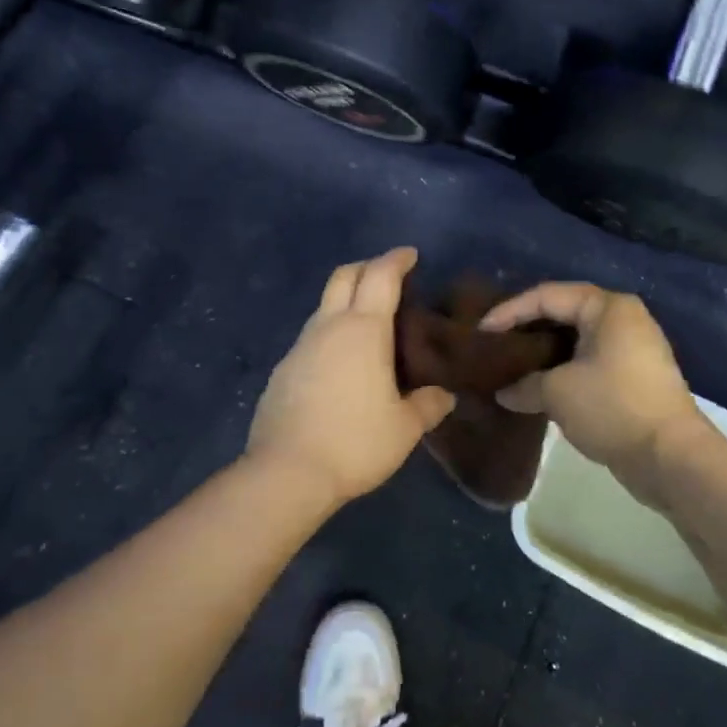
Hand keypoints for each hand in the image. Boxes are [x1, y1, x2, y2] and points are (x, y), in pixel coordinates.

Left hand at [247, 248, 455, 505]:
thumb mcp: (405, 428)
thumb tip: (443, 395)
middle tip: (388, 277)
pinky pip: (311, 338)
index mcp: (364, 329)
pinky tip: (341, 363)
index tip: (410, 255)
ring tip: (369, 324)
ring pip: (324, 306)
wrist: (287, 472)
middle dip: (367, 267)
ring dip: (346, 302)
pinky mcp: (283, 370)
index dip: (397, 260)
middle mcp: (329, 327)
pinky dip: (330, 334)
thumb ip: (428, 405)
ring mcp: (300, 346)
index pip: (380, 276)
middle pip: (344, 276)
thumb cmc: (355, 442)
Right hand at [479, 282, 714, 508]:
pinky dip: (562, 368)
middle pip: (562, 313)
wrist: (671, 458)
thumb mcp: (557, 393)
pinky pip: (588, 360)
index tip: (481, 332)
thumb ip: (524, 384)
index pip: (546, 296)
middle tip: (493, 345)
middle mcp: (622, 318)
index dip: (509, 311)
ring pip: (575, 340)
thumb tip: (503, 392)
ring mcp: (632, 348)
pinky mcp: (634, 376)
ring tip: (510, 365)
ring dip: (543, 352)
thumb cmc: (612, 408)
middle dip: (526, 329)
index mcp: (607, 307)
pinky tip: (538, 385)